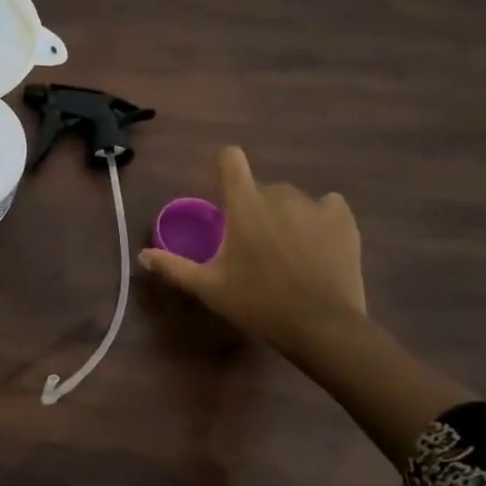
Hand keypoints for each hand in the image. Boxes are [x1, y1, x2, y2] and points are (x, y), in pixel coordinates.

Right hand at [140, 147, 367, 355]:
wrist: (321, 326)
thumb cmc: (258, 302)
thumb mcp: (209, 287)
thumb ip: (174, 267)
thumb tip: (142, 256)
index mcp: (244, 204)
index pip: (231, 160)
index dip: (225, 166)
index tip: (223, 188)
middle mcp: (278, 194)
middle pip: (261, 187)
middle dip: (255, 207)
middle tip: (254, 243)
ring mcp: (314, 205)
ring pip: (293, 199)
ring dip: (286, 215)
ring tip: (289, 249)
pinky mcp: (343, 219)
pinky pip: (328, 205)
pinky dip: (321, 217)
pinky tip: (318, 242)